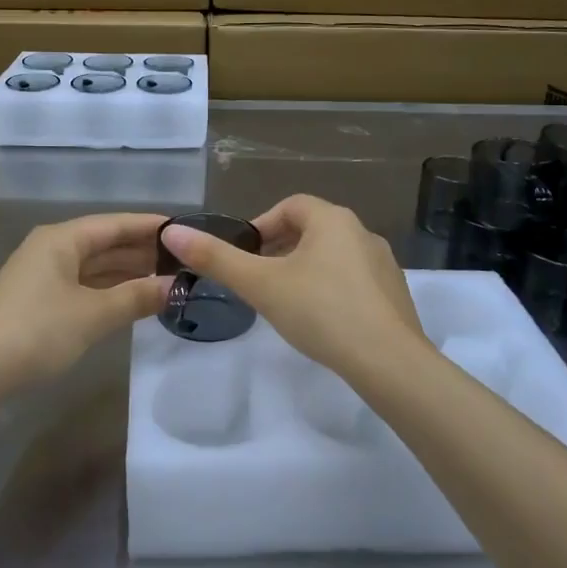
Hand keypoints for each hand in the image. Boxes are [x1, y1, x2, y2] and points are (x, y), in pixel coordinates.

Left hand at [0, 213, 171, 394]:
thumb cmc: (36, 332)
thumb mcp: (92, 315)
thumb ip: (136, 297)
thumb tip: (176, 287)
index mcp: (61, 239)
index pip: (115, 223)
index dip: (151, 226)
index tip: (185, 231)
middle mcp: (52, 249)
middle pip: (105, 243)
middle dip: (142, 252)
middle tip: (184, 261)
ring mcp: (43, 276)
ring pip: (94, 267)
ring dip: (127, 274)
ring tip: (167, 280)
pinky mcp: (38, 302)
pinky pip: (83, 286)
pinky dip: (109, 291)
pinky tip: (132, 300)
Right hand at [159, 195, 428, 380]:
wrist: (388, 361)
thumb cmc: (320, 311)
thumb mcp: (261, 285)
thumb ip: (216, 258)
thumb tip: (172, 231)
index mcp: (332, 219)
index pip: (290, 206)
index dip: (261, 226)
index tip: (244, 255)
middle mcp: (361, 232)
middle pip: (312, 229)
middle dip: (281, 249)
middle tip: (258, 280)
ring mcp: (383, 263)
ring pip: (333, 255)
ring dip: (305, 269)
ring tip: (285, 302)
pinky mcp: (394, 293)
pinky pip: (354, 279)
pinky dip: (331, 289)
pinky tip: (321, 320)